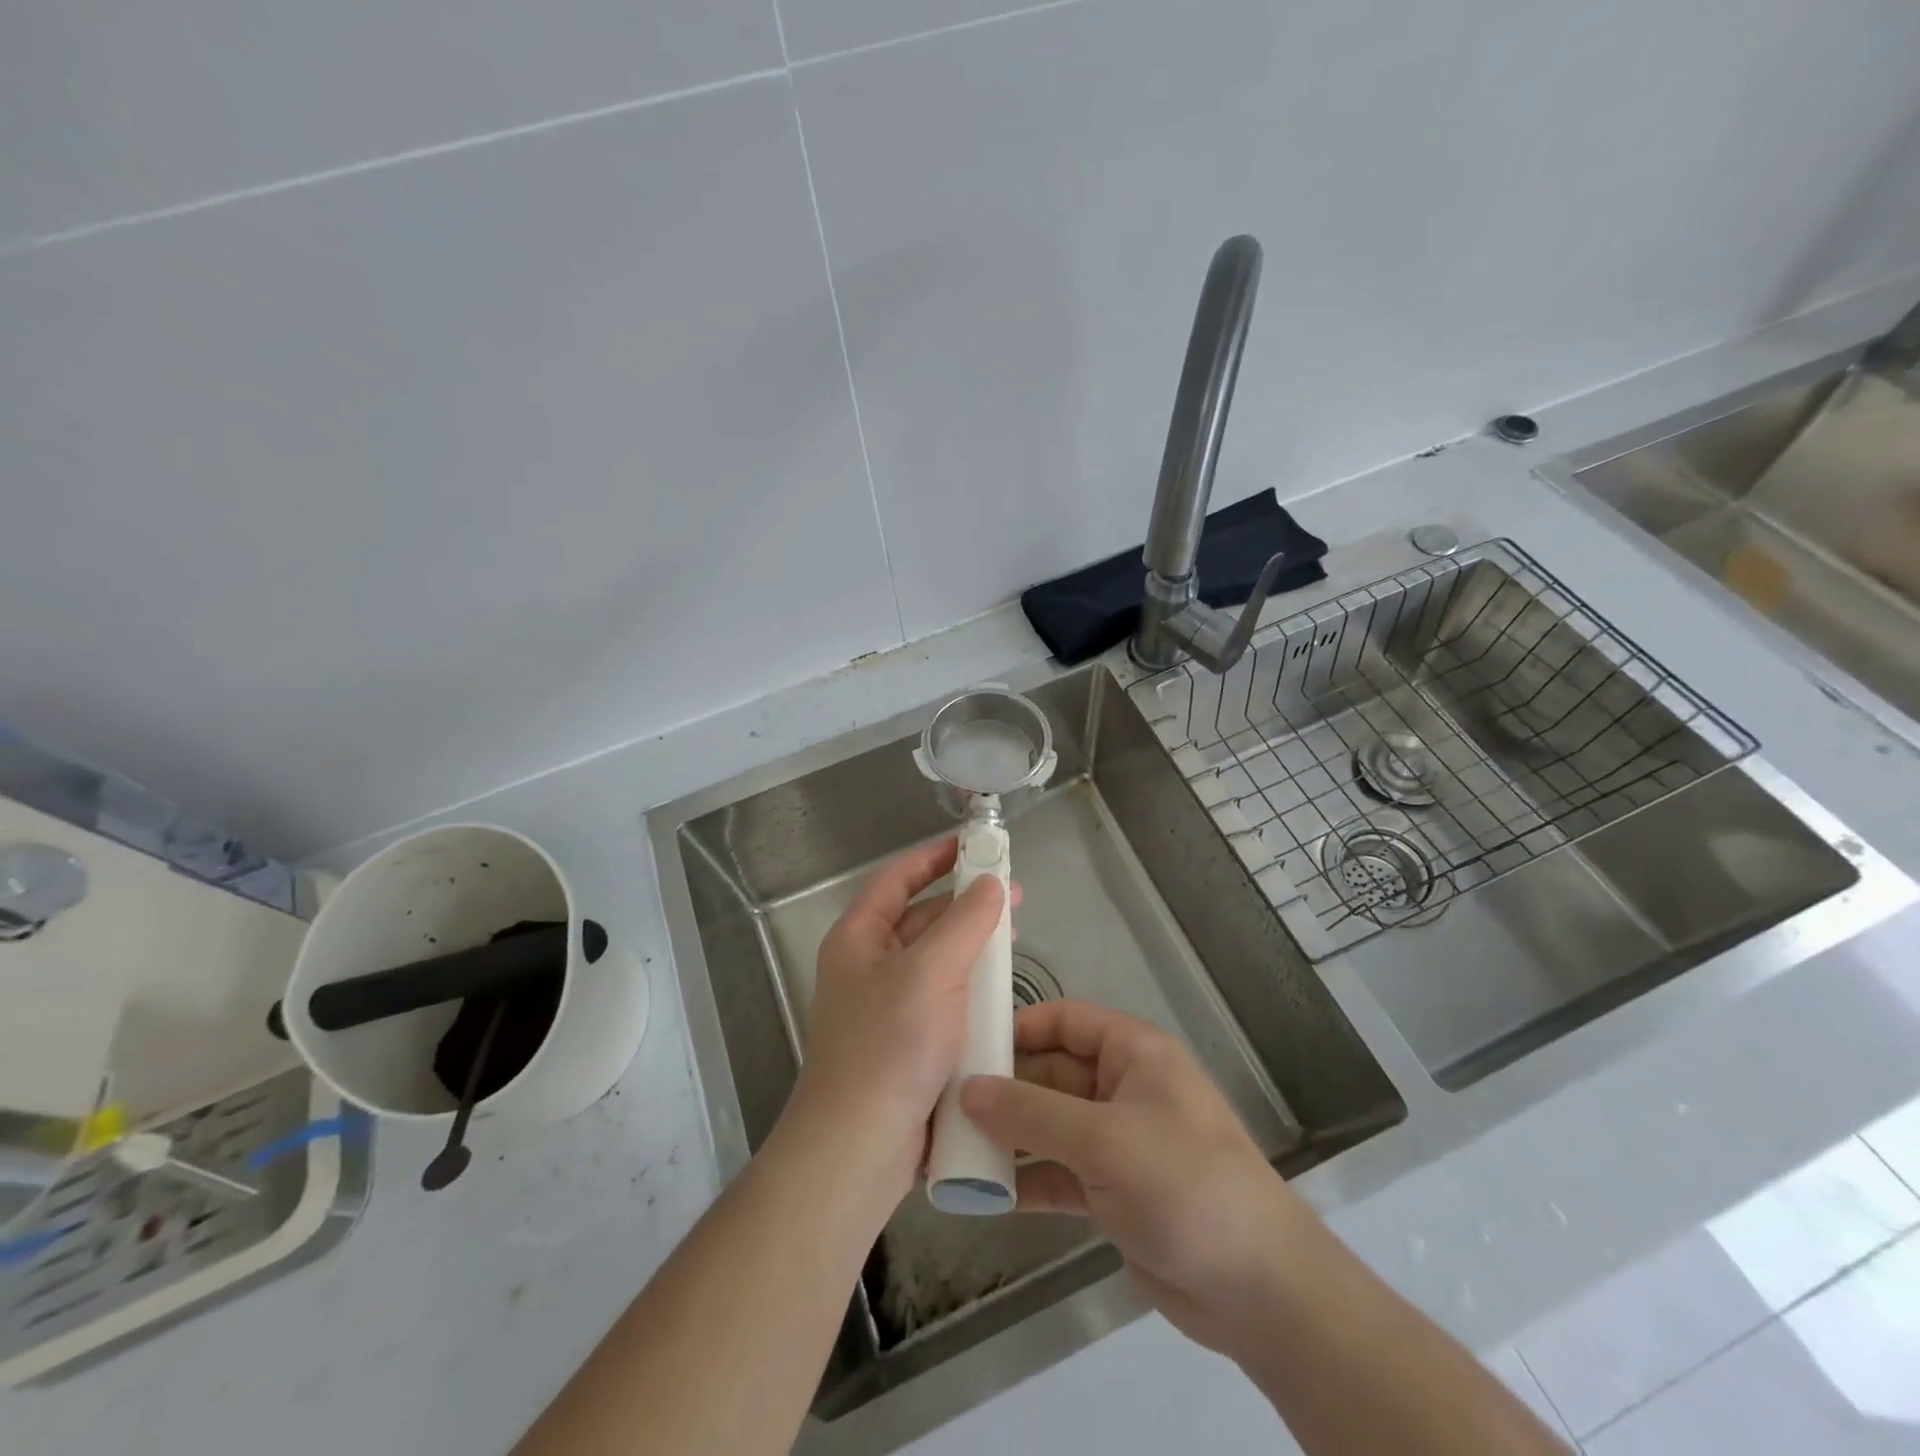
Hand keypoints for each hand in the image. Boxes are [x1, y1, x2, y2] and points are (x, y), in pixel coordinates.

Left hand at [787, 837, 1012, 1204]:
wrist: (860, 1147)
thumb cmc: (890, 1045)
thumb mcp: (931, 971)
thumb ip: (964, 922)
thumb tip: (990, 882)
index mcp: (858, 938)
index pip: (896, 879)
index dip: (932, 857)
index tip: (972, 843)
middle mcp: (868, 967)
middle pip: (919, 919)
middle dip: (963, 903)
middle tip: (1012, 893)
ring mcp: (886, 1008)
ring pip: (935, 962)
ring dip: (971, 946)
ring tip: (1013, 938)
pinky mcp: (907, 1044)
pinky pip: (943, 1000)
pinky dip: (970, 988)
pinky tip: (1001, 992)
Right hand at [960, 1000, 1317, 1356]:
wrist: (1256, 1288)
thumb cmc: (1183, 1183)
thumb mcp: (1102, 1138)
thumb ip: (1031, 1112)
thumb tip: (967, 1088)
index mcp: (1133, 1053)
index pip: (1066, 1020)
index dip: (1019, 1027)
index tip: (967, 1045)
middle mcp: (1122, 1089)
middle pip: (1051, 1073)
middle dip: (1003, 1088)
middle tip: (943, 1103)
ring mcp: (1116, 1142)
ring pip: (1049, 1125)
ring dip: (1007, 1136)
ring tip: (950, 1147)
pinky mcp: (1111, 1192)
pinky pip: (1057, 1172)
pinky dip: (1024, 1178)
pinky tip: (981, 1193)